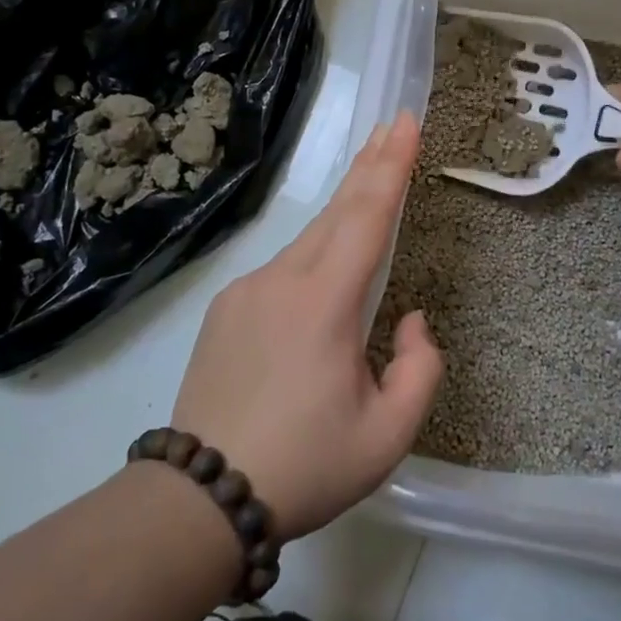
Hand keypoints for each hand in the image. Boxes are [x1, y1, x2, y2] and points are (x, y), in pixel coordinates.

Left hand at [171, 112, 440, 539]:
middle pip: (337, 210)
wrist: (200, 498)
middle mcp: (283, 280)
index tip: (407, 121)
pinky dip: (314, 255)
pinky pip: (283, 270)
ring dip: (344, 211)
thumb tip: (411, 318)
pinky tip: (323, 280)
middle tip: (394, 126)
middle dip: (370, 164)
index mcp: (324, 302)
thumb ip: (420, 368)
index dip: (392, 166)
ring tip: (370, 187)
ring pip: (309, 240)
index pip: (367, 217)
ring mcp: (247, 290)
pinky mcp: (226, 308)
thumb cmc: (305, 466)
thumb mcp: (387, 435)